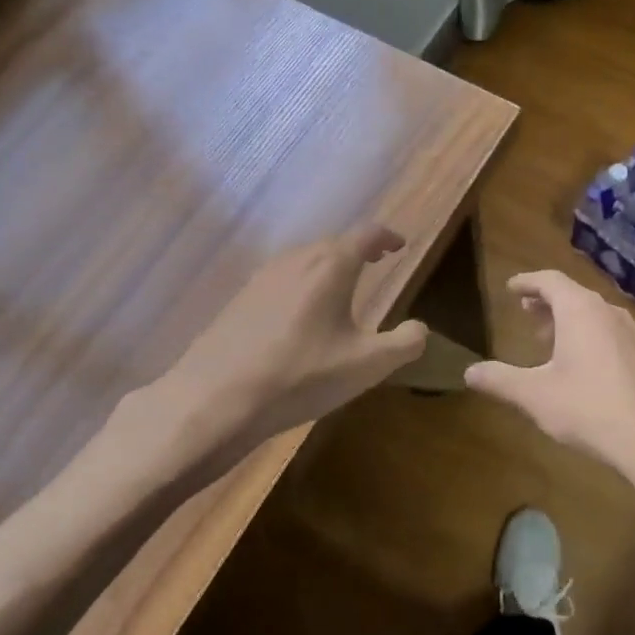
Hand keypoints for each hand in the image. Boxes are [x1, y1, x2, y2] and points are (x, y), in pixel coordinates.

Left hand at [95, 226, 427, 491]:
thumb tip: (420, 328)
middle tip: (376, 262)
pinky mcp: (240, 298)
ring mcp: (263, 277)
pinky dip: (302, 282)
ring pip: (305, 258)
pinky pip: (282, 277)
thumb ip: (405, 343)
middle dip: (359, 249)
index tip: (400, 246)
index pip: (367, 234)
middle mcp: (297, 260)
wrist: (214, 400)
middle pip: (334, 243)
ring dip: (328, 265)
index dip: (387, 237)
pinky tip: (300, 313)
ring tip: (341, 286)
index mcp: (332, 266)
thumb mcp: (367, 366)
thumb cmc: (300, 376)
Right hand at [465, 270, 634, 495]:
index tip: (511, 288)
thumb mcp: (535, 395)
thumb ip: (500, 380)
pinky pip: (606, 330)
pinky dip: (585, 333)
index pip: (550, 280)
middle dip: (546, 301)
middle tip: (525, 311)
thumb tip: (468, 372)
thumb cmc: (588, 407)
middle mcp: (607, 312)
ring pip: (591, 313)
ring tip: (546, 337)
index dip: (527, 281)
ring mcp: (629, 333)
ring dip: (566, 319)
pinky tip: (578, 364)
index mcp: (579, 310)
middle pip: (572, 294)